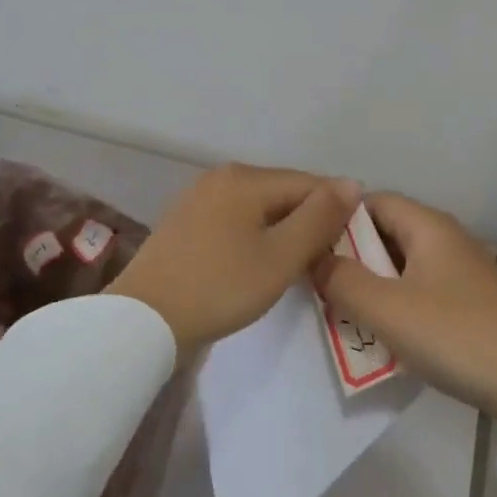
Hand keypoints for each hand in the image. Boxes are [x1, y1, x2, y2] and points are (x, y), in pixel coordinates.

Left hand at [108, 163, 360, 355]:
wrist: (144, 320)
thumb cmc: (220, 287)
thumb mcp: (281, 256)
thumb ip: (320, 218)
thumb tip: (352, 183)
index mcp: (246, 178)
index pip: (311, 184)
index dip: (336, 212)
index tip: (350, 246)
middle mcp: (222, 176)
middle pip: (283, 192)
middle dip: (308, 221)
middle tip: (323, 261)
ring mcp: (200, 197)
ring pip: (260, 207)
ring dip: (282, 231)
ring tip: (295, 265)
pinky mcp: (186, 221)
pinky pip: (236, 219)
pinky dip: (255, 236)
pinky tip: (257, 263)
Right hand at [314, 193, 496, 415]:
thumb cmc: (454, 334)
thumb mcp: (387, 309)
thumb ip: (342, 281)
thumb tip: (315, 259)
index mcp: (429, 226)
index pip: (374, 201)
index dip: (339, 218)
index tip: (310, 246)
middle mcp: (446, 238)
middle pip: (387, 232)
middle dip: (352, 256)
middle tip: (321, 284)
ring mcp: (461, 270)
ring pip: (402, 264)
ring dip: (372, 283)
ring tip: (343, 310)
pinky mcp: (470, 300)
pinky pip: (420, 288)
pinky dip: (397, 302)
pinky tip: (383, 331)